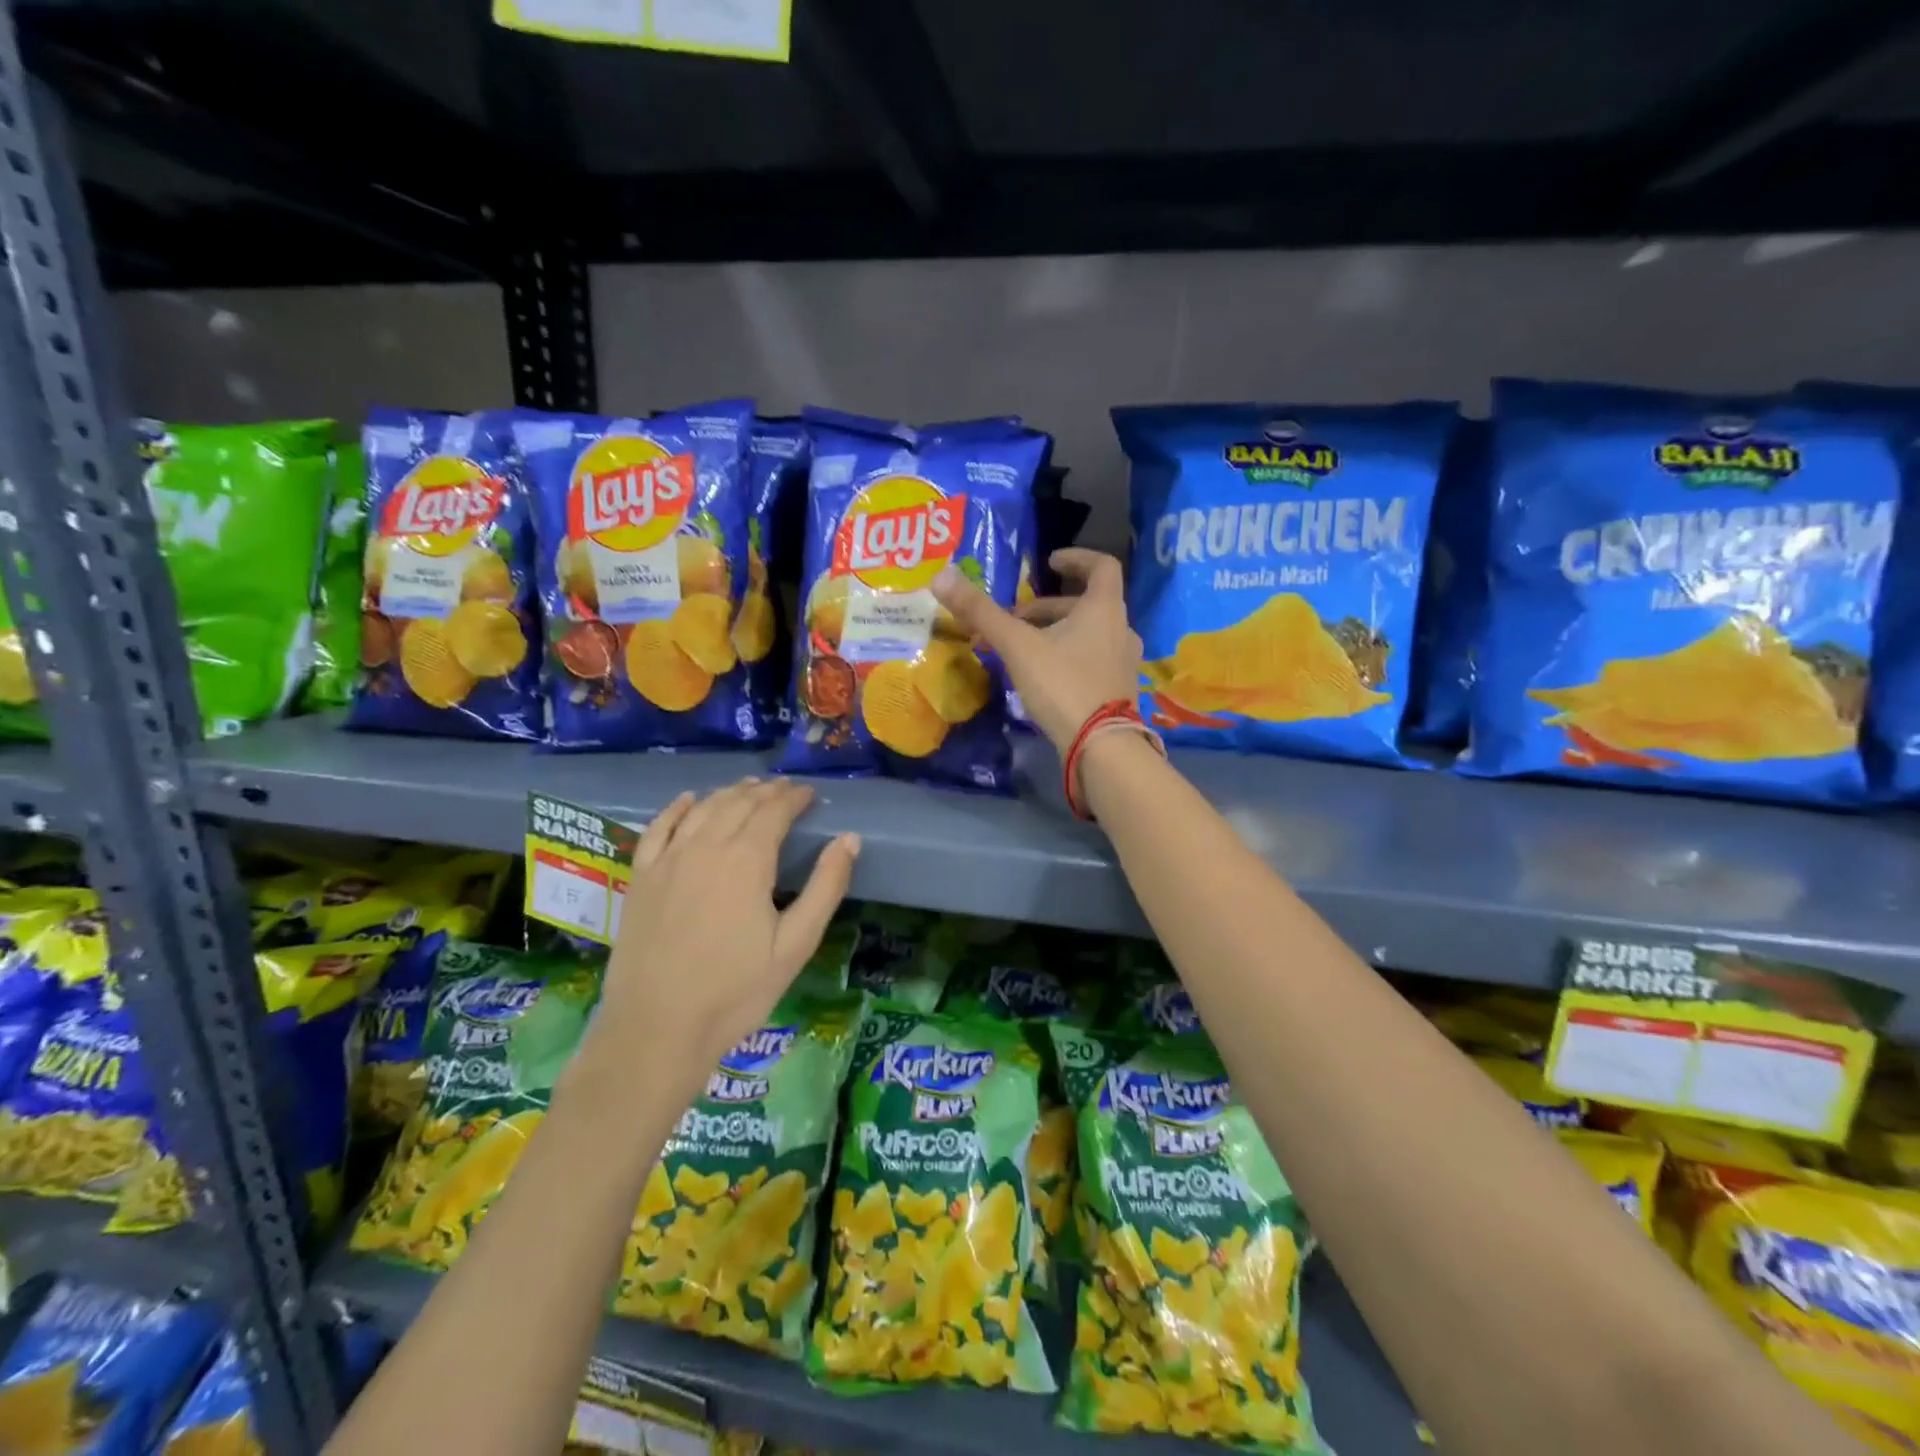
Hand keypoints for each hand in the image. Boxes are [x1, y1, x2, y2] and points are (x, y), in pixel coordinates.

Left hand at [581, 779, 858, 1095]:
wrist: (656, 1029)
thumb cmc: (736, 992)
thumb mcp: (795, 944)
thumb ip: (825, 887)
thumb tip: (849, 839)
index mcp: (747, 860)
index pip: (774, 811)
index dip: (794, 798)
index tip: (809, 793)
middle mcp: (705, 847)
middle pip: (739, 804)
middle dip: (766, 791)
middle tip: (784, 788)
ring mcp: (668, 860)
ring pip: (703, 809)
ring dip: (729, 793)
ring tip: (749, 788)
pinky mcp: (641, 878)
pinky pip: (658, 828)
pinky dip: (677, 808)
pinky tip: (689, 800)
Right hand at [931, 548, 1142, 752]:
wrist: (1101, 748)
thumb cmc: (1063, 685)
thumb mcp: (1017, 646)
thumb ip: (981, 612)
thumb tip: (941, 575)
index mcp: (1105, 608)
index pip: (1102, 566)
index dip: (1076, 558)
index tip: (1049, 562)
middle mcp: (1121, 630)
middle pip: (1085, 605)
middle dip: (1047, 608)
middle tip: (1012, 619)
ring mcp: (1123, 663)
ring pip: (1088, 634)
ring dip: (1055, 633)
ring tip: (1019, 650)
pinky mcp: (1117, 690)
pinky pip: (1091, 660)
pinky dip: (1066, 657)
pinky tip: (1040, 677)